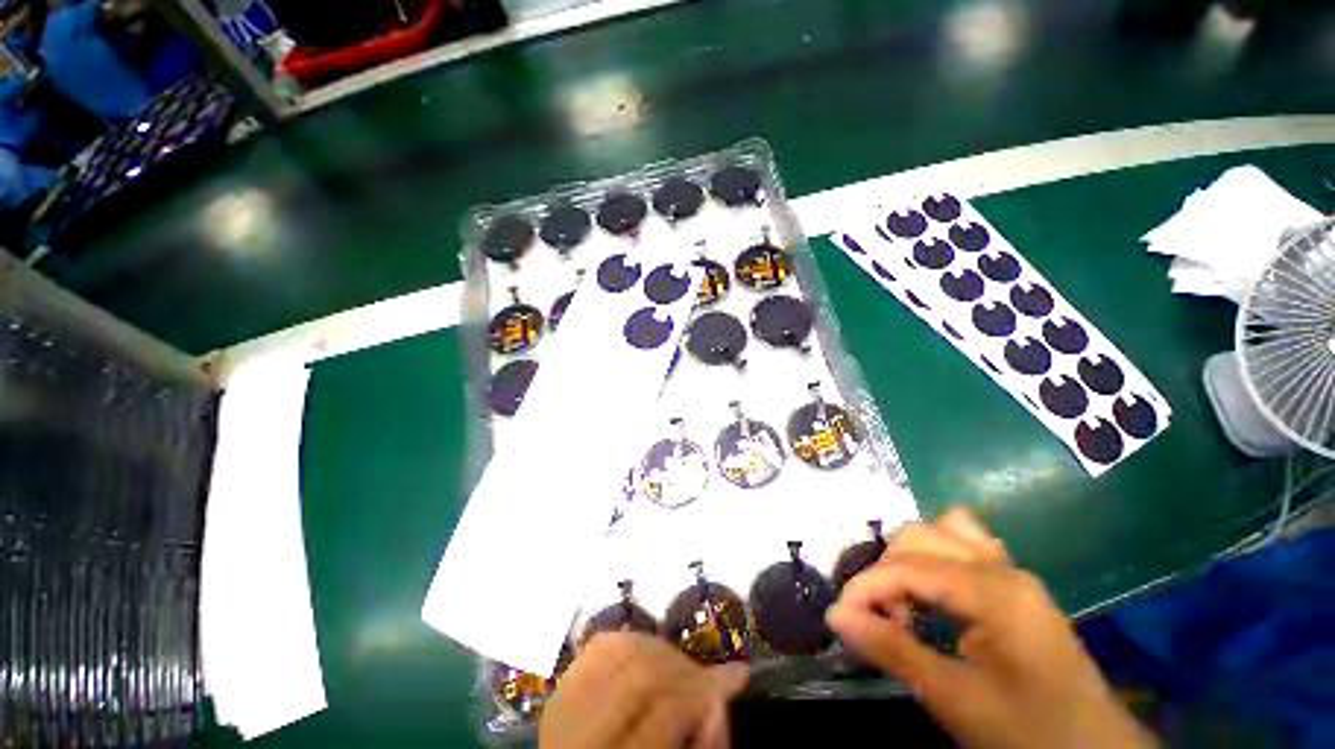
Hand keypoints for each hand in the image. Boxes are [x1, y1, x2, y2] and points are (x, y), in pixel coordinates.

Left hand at [539, 632, 748, 748]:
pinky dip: (635, 641)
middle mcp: (574, 729)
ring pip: (621, 648)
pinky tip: (654, 656)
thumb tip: (721, 701)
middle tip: (715, 677)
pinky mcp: (562, 684)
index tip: (739, 677)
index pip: (663, 708)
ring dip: (663, 651)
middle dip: (687, 668)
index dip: (706, 688)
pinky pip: (603, 644)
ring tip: (686, 669)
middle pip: (640, 672)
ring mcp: (562, 701)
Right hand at [828, 509, 1156, 748]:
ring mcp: (1012, 572)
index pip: (908, 566)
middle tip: (876, 615)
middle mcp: (1002, 567)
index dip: (866, 586)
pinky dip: (936, 557)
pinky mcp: (1015, 585)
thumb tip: (837, 615)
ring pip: (942, 531)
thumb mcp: (956, 700)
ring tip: (901, 599)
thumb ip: (893, 651)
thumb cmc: (1029, 731)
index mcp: (995, 591)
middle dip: (885, 570)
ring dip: (910, 557)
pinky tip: (932, 592)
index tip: (841, 615)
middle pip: (921, 536)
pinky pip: (965, 545)